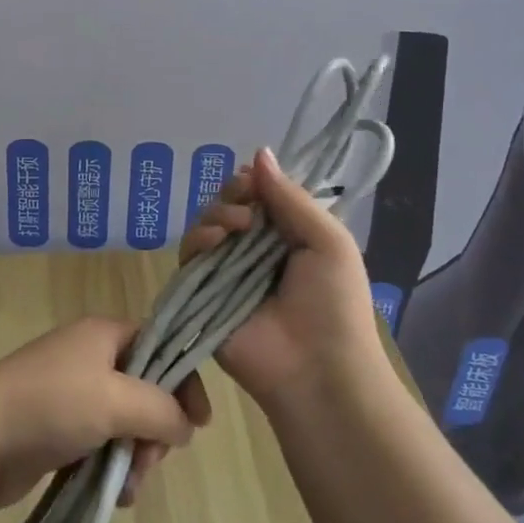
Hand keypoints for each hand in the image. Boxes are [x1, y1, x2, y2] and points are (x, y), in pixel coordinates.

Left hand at [0, 318, 212, 511]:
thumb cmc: (50, 406)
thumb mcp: (116, 400)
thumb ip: (161, 409)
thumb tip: (185, 426)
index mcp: (102, 334)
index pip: (160, 345)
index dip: (183, 381)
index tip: (198, 424)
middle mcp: (89, 358)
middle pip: (146, 389)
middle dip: (155, 430)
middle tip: (149, 462)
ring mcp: (71, 394)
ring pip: (125, 424)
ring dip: (135, 457)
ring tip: (127, 487)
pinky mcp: (58, 430)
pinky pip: (101, 446)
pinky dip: (112, 469)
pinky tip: (112, 496)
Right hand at [180, 146, 380, 410]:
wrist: (318, 369)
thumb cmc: (335, 304)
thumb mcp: (328, 240)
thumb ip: (291, 197)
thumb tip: (259, 152)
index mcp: (287, 237)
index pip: (259, 196)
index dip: (253, 182)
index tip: (254, 180)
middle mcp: (253, 251)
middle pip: (228, 206)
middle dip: (233, 195)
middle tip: (246, 206)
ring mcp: (225, 272)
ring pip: (205, 225)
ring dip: (216, 214)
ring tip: (236, 227)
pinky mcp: (201, 293)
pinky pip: (188, 255)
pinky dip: (197, 239)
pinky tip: (215, 239)